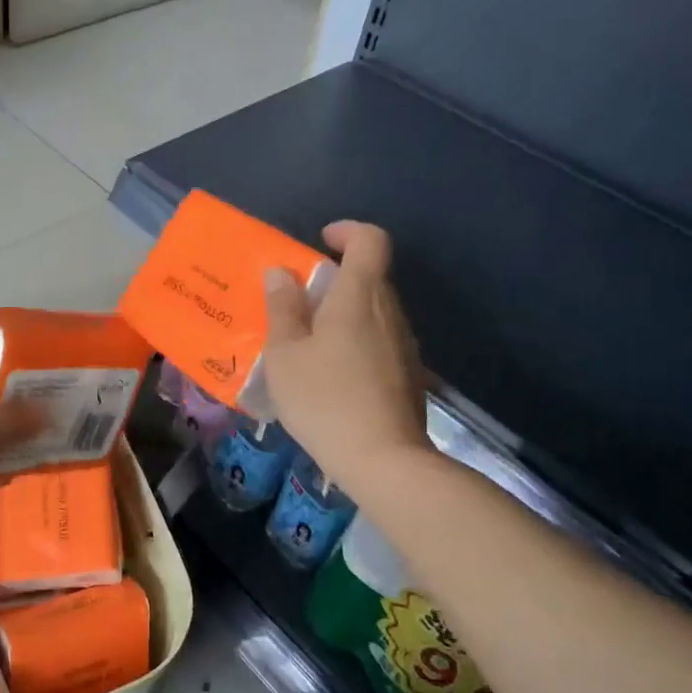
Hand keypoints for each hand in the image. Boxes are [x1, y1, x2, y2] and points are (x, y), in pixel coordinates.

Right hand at [262, 221, 428, 494]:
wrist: (384, 461)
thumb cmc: (324, 399)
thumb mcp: (286, 354)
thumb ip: (283, 308)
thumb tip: (282, 272)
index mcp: (359, 297)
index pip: (370, 240)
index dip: (347, 231)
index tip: (320, 243)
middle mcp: (389, 312)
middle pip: (370, 276)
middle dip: (335, 278)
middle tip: (299, 302)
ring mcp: (404, 344)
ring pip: (374, 311)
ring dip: (344, 313)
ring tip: (309, 344)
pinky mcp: (409, 374)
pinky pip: (380, 340)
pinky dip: (356, 342)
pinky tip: (332, 376)